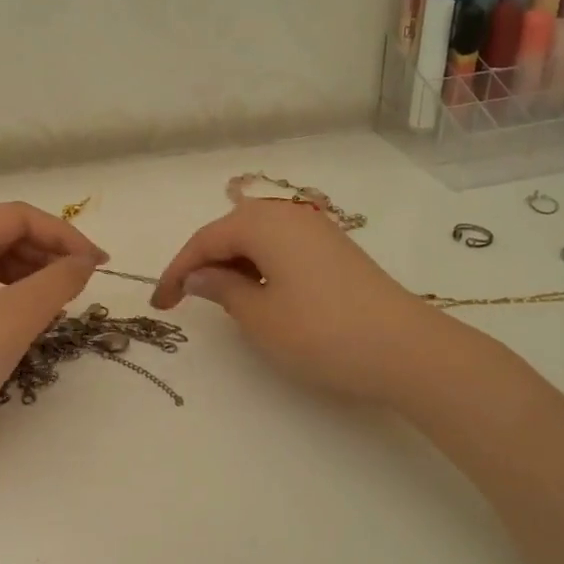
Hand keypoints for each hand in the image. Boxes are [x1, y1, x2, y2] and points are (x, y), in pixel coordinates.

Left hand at [0, 203, 106, 459]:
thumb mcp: (15, 318)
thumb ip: (58, 281)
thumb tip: (85, 262)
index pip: (17, 216)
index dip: (63, 233)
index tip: (98, 264)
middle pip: (5, 237)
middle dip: (49, 253)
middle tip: (84, 284)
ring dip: (35, 277)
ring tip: (63, 302)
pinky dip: (16, 299)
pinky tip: (35, 319)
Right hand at [153, 200, 445, 403]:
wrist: (404, 348)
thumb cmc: (321, 332)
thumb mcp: (259, 316)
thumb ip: (222, 289)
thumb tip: (199, 275)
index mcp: (264, 223)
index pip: (205, 240)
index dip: (177, 271)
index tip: (159, 304)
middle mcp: (290, 215)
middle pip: (231, 231)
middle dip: (205, 263)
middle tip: (185, 299)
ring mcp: (318, 230)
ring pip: (258, 239)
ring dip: (233, 264)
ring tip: (221, 299)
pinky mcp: (336, 249)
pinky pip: (283, 248)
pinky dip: (262, 266)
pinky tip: (262, 293)